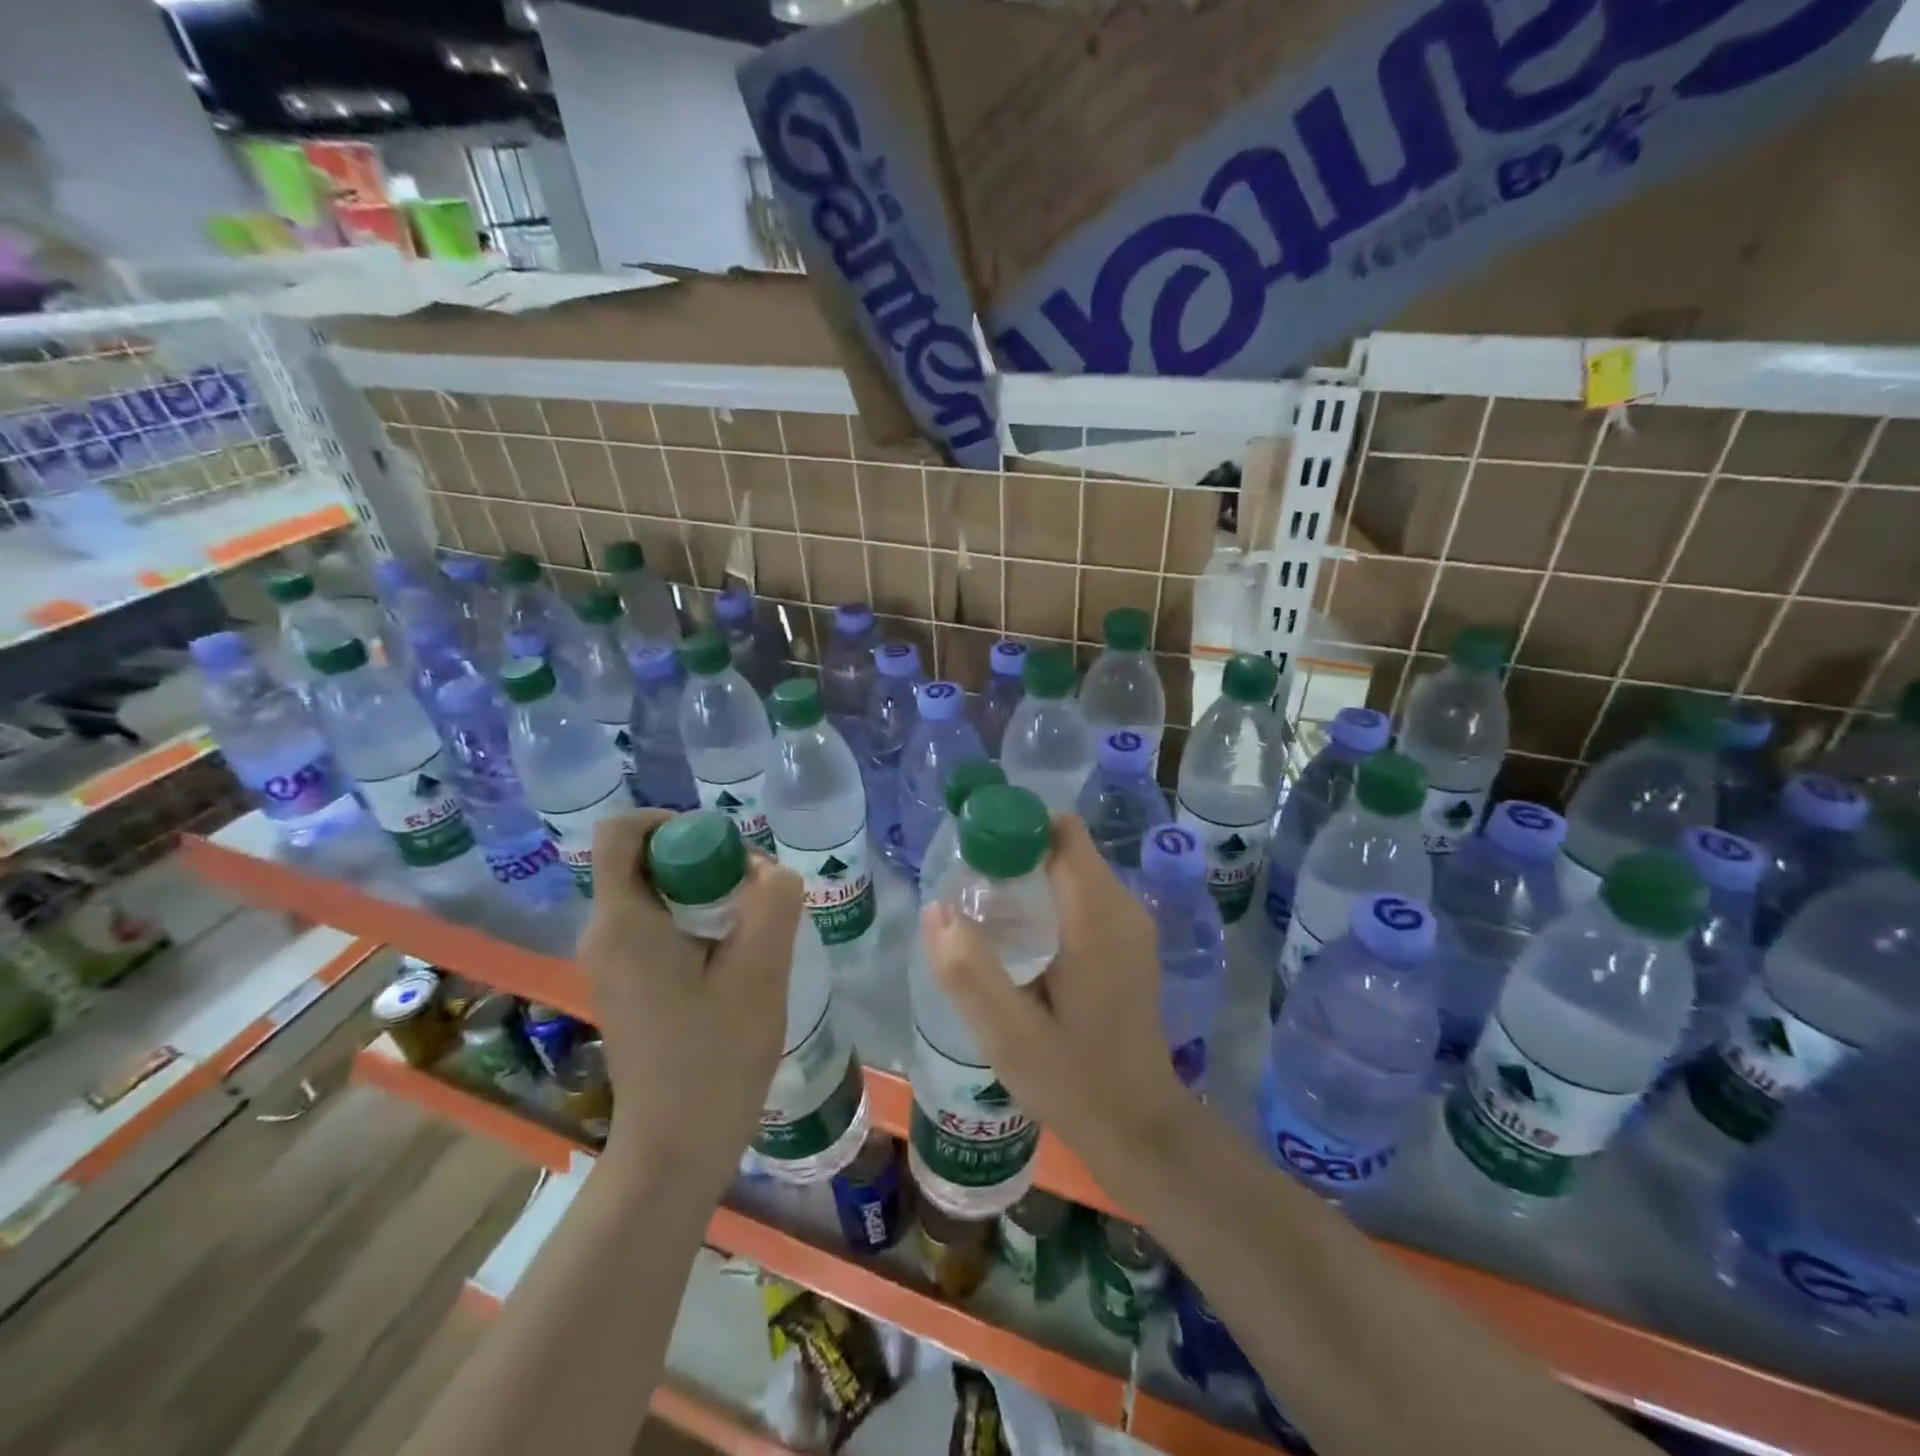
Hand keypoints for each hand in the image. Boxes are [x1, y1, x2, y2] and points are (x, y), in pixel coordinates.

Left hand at [576, 811, 804, 1193]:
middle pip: (645, 860)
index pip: (622, 831)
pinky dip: (696, 923)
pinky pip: (657, 927)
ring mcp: (611, 963)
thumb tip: (768, 872)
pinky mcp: (626, 986)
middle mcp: (604, 934)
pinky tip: (735, 959)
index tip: (724, 848)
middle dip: (702, 860)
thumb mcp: (760, 971)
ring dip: (705, 894)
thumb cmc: (714, 1057)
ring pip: (656, 894)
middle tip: (753, 892)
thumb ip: (773, 904)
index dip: (672, 820)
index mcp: (623, 921)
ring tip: (752, 928)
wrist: (676, 1147)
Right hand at [921, 815, 1189, 1186]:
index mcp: (1097, 920)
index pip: (1061, 834)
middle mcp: (1123, 909)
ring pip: (1074, 868)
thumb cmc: (1075, 1083)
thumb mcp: (1009, 1036)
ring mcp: (1131, 925)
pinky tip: (1021, 939)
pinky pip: (1085, 893)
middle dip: (1016, 853)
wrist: (1141, 1129)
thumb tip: (936, 909)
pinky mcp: (1129, 942)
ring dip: (1030, 875)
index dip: (1015, 828)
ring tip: (986, 914)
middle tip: (970, 890)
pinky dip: (1049, 895)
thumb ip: (969, 972)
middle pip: (1066, 847)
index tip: (972, 852)